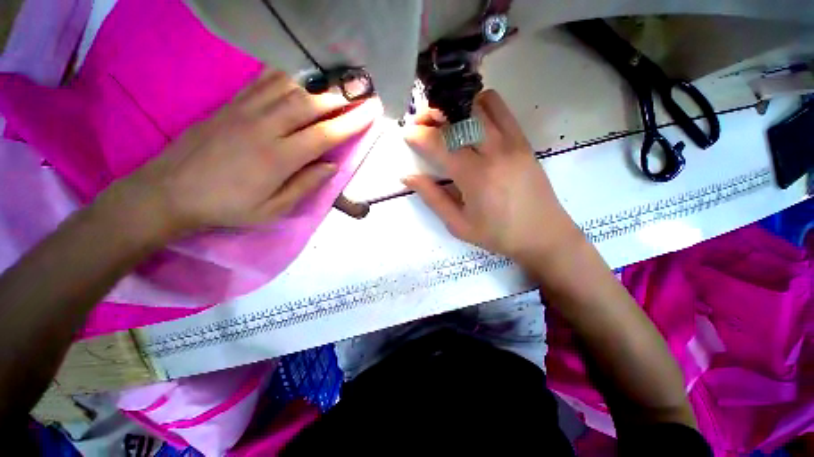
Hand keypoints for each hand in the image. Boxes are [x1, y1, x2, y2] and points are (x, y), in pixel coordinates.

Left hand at [97, 70, 380, 240]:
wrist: (170, 191)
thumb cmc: (227, 207)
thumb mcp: (272, 210)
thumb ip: (305, 186)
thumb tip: (331, 166)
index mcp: (279, 158)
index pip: (325, 134)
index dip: (352, 122)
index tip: (372, 112)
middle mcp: (266, 127)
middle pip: (310, 104)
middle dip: (341, 97)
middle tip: (361, 90)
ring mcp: (246, 111)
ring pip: (289, 88)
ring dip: (318, 84)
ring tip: (337, 82)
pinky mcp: (231, 104)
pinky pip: (263, 81)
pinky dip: (286, 75)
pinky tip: (299, 75)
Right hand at [403, 90, 580, 263]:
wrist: (543, 234)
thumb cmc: (497, 235)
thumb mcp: (458, 224)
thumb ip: (432, 198)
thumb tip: (407, 177)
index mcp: (475, 177)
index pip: (440, 144)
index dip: (419, 135)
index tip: (407, 134)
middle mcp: (495, 152)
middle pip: (460, 116)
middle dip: (434, 114)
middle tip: (421, 123)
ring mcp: (512, 142)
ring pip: (481, 105)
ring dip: (457, 108)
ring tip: (445, 122)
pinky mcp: (523, 140)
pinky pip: (500, 110)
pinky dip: (479, 107)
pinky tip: (470, 122)